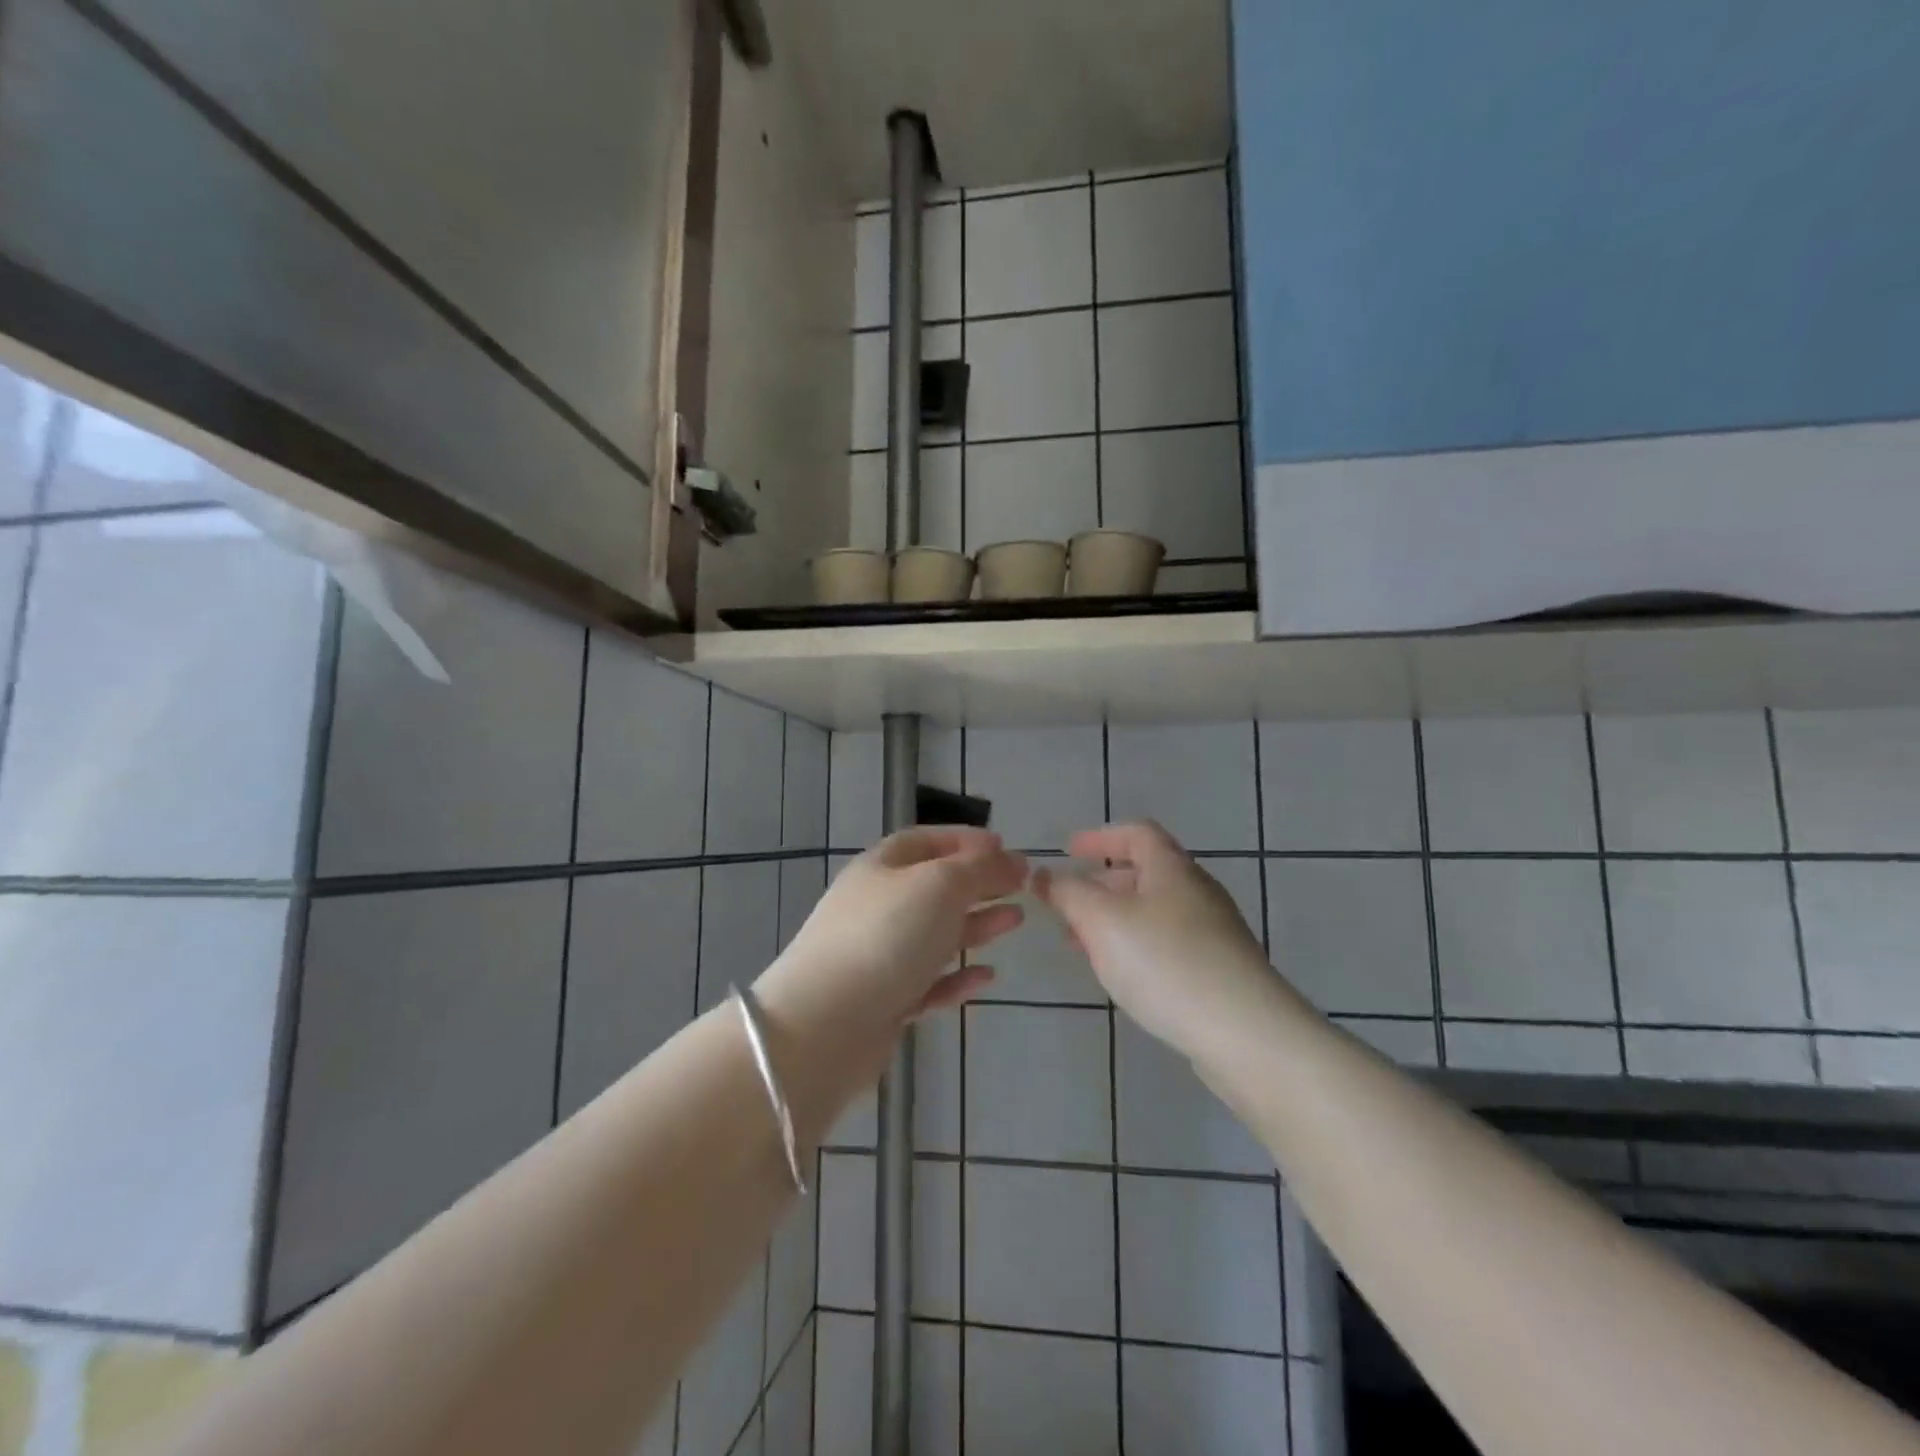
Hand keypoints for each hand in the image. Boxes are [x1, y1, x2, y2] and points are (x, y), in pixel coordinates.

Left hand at [758, 827, 1026, 1049]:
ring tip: (1016, 921)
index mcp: (881, 867)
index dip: (966, 840)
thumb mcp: (940, 885)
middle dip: (978, 884)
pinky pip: (928, 981)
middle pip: (934, 888)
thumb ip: (981, 869)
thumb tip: (1013, 859)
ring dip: (976, 925)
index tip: (1006, 848)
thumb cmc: (886, 936)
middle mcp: (877, 906)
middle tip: (1022, 886)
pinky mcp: (884, 1001)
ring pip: (934, 934)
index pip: (926, 841)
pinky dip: (958, 976)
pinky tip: (986, 977)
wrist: (826, 1023)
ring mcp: (879, 955)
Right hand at [1036, 821, 1278, 1057]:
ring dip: (1115, 919)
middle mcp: (1197, 891)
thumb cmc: (1166, 963)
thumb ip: (1068, 893)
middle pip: (1145, 872)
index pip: (1136, 832)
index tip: (1068, 851)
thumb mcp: (1102, 921)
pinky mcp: (1221, 969)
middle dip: (1100, 884)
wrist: (1246, 1033)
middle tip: (1067, 906)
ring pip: (1154, 911)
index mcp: (1172, 868)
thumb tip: (1044, 875)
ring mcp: (1214, 932)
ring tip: (1083, 946)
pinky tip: (1124, 974)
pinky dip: (1137, 945)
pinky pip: (1168, 942)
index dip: (1100, 836)